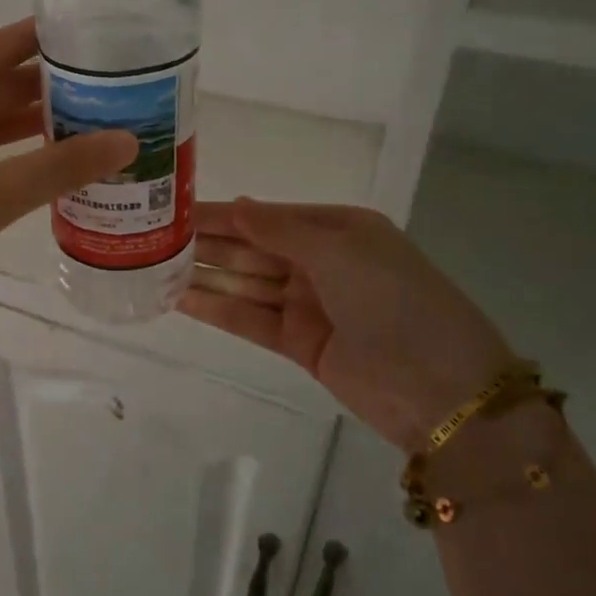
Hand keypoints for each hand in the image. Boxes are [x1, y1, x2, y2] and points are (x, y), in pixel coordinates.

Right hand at [182, 200, 516, 451]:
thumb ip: (279, 229)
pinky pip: (251, 319)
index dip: (222, 213)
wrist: (442, 392)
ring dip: (206, 276)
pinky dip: (219, 309)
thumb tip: (235, 204)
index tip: (176, 210)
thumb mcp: (339, 251)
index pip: (268, 215)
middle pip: (254, 247)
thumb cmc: (394, 301)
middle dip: (208, 243)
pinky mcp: (300, 344)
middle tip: (153, 239)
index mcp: (339, 230)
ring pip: (248, 283)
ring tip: (155, 268)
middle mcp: (322, 262)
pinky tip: (181, 300)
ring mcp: (311, 304)